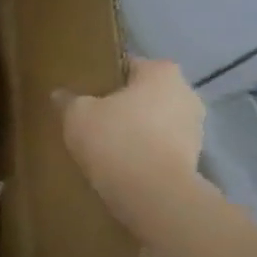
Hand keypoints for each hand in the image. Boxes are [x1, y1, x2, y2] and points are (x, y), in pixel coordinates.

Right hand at [56, 57, 204, 206]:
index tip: (87, 92)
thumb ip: (69, 100)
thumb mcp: (77, 115)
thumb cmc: (115, 138)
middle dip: (124, 104)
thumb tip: (60, 94)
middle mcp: (186, 93)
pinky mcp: (194, 157)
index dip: (105, 78)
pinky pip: (161, 146)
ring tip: (106, 145)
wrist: (151, 191)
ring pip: (156, 121)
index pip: (129, 65)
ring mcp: (195, 127)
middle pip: (146, 94)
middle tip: (93, 118)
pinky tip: (122, 163)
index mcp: (161, 72)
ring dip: (137, 129)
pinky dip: (145, 151)